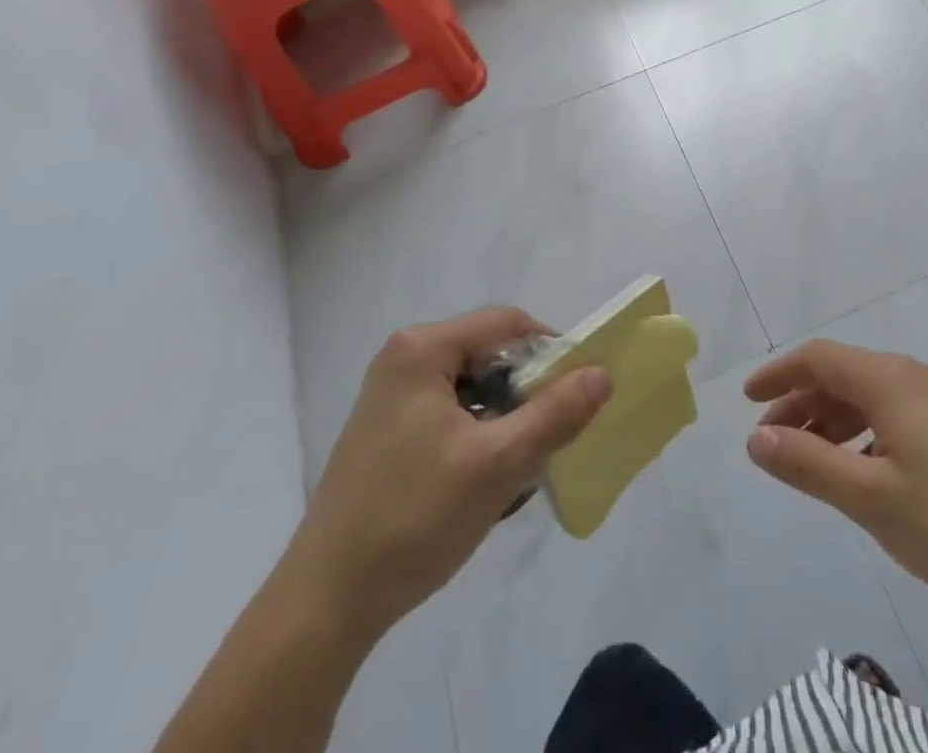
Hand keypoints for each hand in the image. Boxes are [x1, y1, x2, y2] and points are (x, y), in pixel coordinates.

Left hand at [288, 307, 611, 639]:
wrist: (325, 604)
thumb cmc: (413, 519)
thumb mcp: (497, 464)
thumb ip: (555, 414)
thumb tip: (602, 374)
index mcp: (422, 349)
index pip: (507, 324)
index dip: (550, 351)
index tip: (577, 392)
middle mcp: (403, 357)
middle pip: (488, 353)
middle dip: (526, 389)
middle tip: (550, 434)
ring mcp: (390, 394)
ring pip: (471, 385)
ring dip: (503, 415)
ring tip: (519, 462)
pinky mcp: (386, 429)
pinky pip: (449, 410)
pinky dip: (477, 432)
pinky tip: (483, 477)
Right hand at [744, 340, 927, 613]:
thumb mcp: (870, 498)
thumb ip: (808, 464)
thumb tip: (755, 438)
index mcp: (889, 380)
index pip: (819, 358)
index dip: (779, 374)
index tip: (747, 399)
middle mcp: (910, 376)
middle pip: (840, 374)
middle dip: (800, 401)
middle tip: (769, 438)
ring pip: (865, 396)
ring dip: (828, 420)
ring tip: (804, 458)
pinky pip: (888, 413)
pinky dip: (858, 432)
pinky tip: (854, 468)